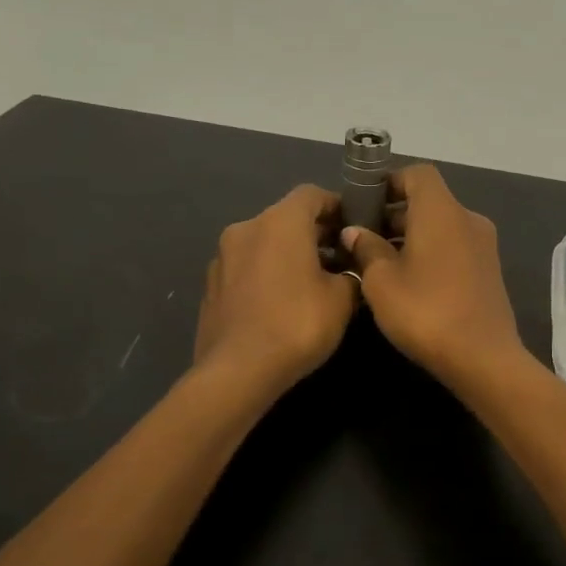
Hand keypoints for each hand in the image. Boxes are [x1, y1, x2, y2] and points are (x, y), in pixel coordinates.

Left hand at [195, 185, 357, 394]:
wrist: (237, 371)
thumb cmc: (297, 324)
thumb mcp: (342, 299)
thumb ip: (351, 273)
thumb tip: (349, 268)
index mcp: (280, 221)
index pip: (312, 194)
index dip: (337, 206)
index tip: (355, 228)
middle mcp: (247, 228)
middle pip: (287, 217)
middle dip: (315, 233)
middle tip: (340, 260)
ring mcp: (223, 256)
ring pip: (264, 243)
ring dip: (288, 254)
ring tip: (311, 284)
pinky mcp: (211, 285)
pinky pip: (247, 267)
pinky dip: (266, 273)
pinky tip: (281, 303)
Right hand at [342, 165, 525, 385]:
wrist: (483, 358)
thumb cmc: (425, 312)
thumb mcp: (381, 281)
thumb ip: (366, 249)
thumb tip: (356, 232)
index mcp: (441, 211)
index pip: (417, 174)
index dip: (389, 181)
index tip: (364, 203)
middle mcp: (467, 219)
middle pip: (429, 200)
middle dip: (395, 214)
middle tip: (364, 237)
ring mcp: (483, 246)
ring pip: (442, 226)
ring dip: (412, 236)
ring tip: (380, 262)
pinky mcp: (489, 271)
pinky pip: (454, 247)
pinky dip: (431, 252)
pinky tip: (410, 281)